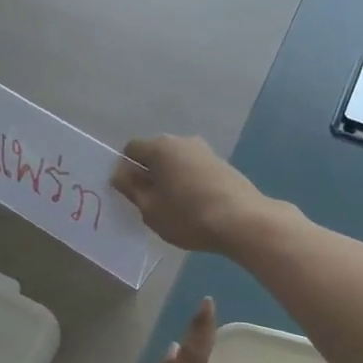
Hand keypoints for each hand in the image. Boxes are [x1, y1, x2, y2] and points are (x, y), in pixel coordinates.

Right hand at [112, 136, 271, 254]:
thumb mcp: (150, 209)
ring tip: (174, 207)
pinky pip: (193, 169)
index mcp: (160, 147)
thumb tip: (120, 173)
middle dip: (148, 174)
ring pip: (176, 162)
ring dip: (170, 179)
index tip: (131, 194)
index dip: (126, 170)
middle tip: (150, 203)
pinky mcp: (222, 164)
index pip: (131, 150)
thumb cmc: (188, 216)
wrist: (242, 221)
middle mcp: (182, 141)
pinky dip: (188, 182)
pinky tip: (194, 206)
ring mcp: (205, 151)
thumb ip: (131, 188)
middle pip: (155, 154)